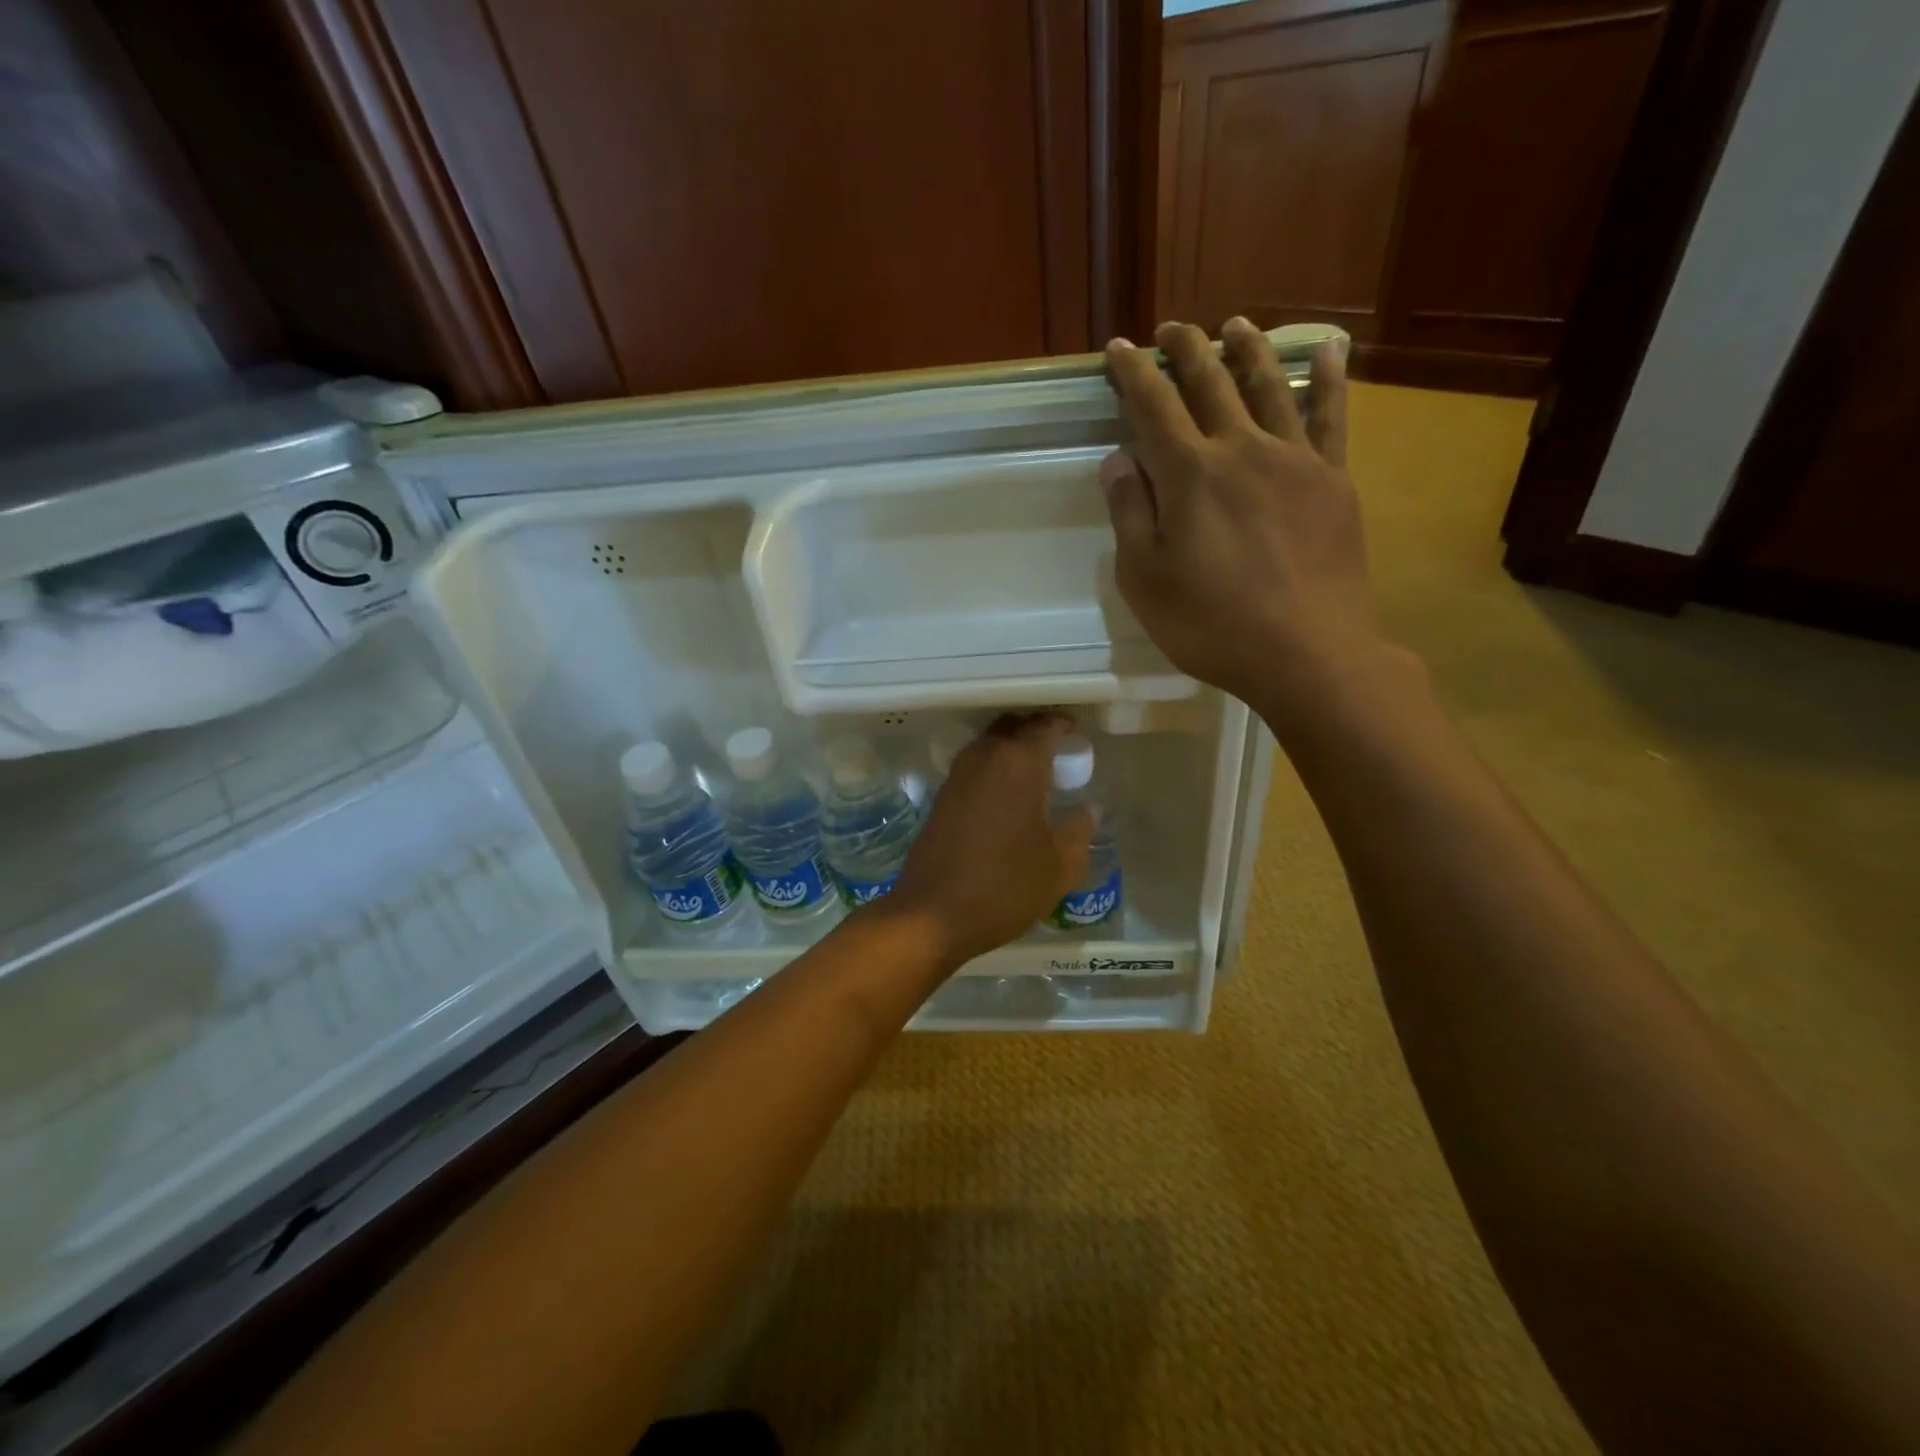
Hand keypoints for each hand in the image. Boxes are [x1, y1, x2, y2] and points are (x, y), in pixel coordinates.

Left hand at [878, 714, 1092, 967]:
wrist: (934, 913)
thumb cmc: (1006, 885)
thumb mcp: (1060, 865)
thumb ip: (1079, 830)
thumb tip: (1089, 808)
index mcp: (1018, 762)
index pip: (1044, 725)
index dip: (1064, 724)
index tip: (1078, 733)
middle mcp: (984, 757)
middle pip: (1012, 727)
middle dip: (1035, 731)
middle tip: (1058, 749)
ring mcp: (957, 776)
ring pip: (989, 745)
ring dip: (1011, 749)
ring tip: (1036, 772)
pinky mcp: (942, 797)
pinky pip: (974, 768)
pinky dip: (994, 769)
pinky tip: (1007, 796)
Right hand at [1103, 318, 1382, 723]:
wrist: (1306, 652)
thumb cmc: (1211, 624)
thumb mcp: (1146, 580)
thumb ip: (1130, 515)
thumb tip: (1119, 461)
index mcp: (1189, 474)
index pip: (1153, 406)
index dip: (1132, 373)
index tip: (1119, 349)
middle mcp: (1241, 450)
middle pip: (1210, 383)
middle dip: (1186, 349)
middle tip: (1171, 329)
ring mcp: (1295, 460)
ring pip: (1268, 386)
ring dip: (1247, 350)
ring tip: (1234, 325)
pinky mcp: (1332, 480)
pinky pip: (1332, 416)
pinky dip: (1327, 378)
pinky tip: (1328, 350)